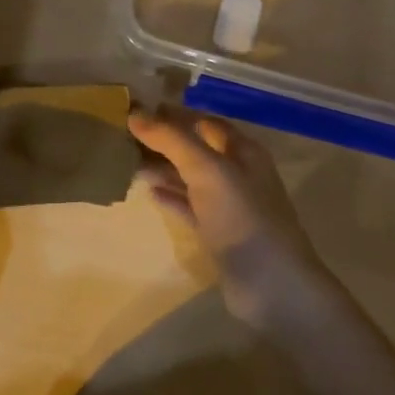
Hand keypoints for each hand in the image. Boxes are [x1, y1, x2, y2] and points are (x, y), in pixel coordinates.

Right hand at [129, 106, 346, 330]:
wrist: (272, 285)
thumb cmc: (243, 217)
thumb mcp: (208, 170)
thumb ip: (172, 140)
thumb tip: (135, 113)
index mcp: (242, 151)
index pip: (203, 121)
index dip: (173, 114)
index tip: (136, 109)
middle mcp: (237, 173)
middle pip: (196, 148)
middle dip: (164, 141)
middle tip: (123, 135)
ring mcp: (228, 206)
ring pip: (190, 178)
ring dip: (162, 168)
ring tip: (127, 161)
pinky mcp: (218, 233)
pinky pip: (189, 207)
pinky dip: (170, 197)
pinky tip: (147, 192)